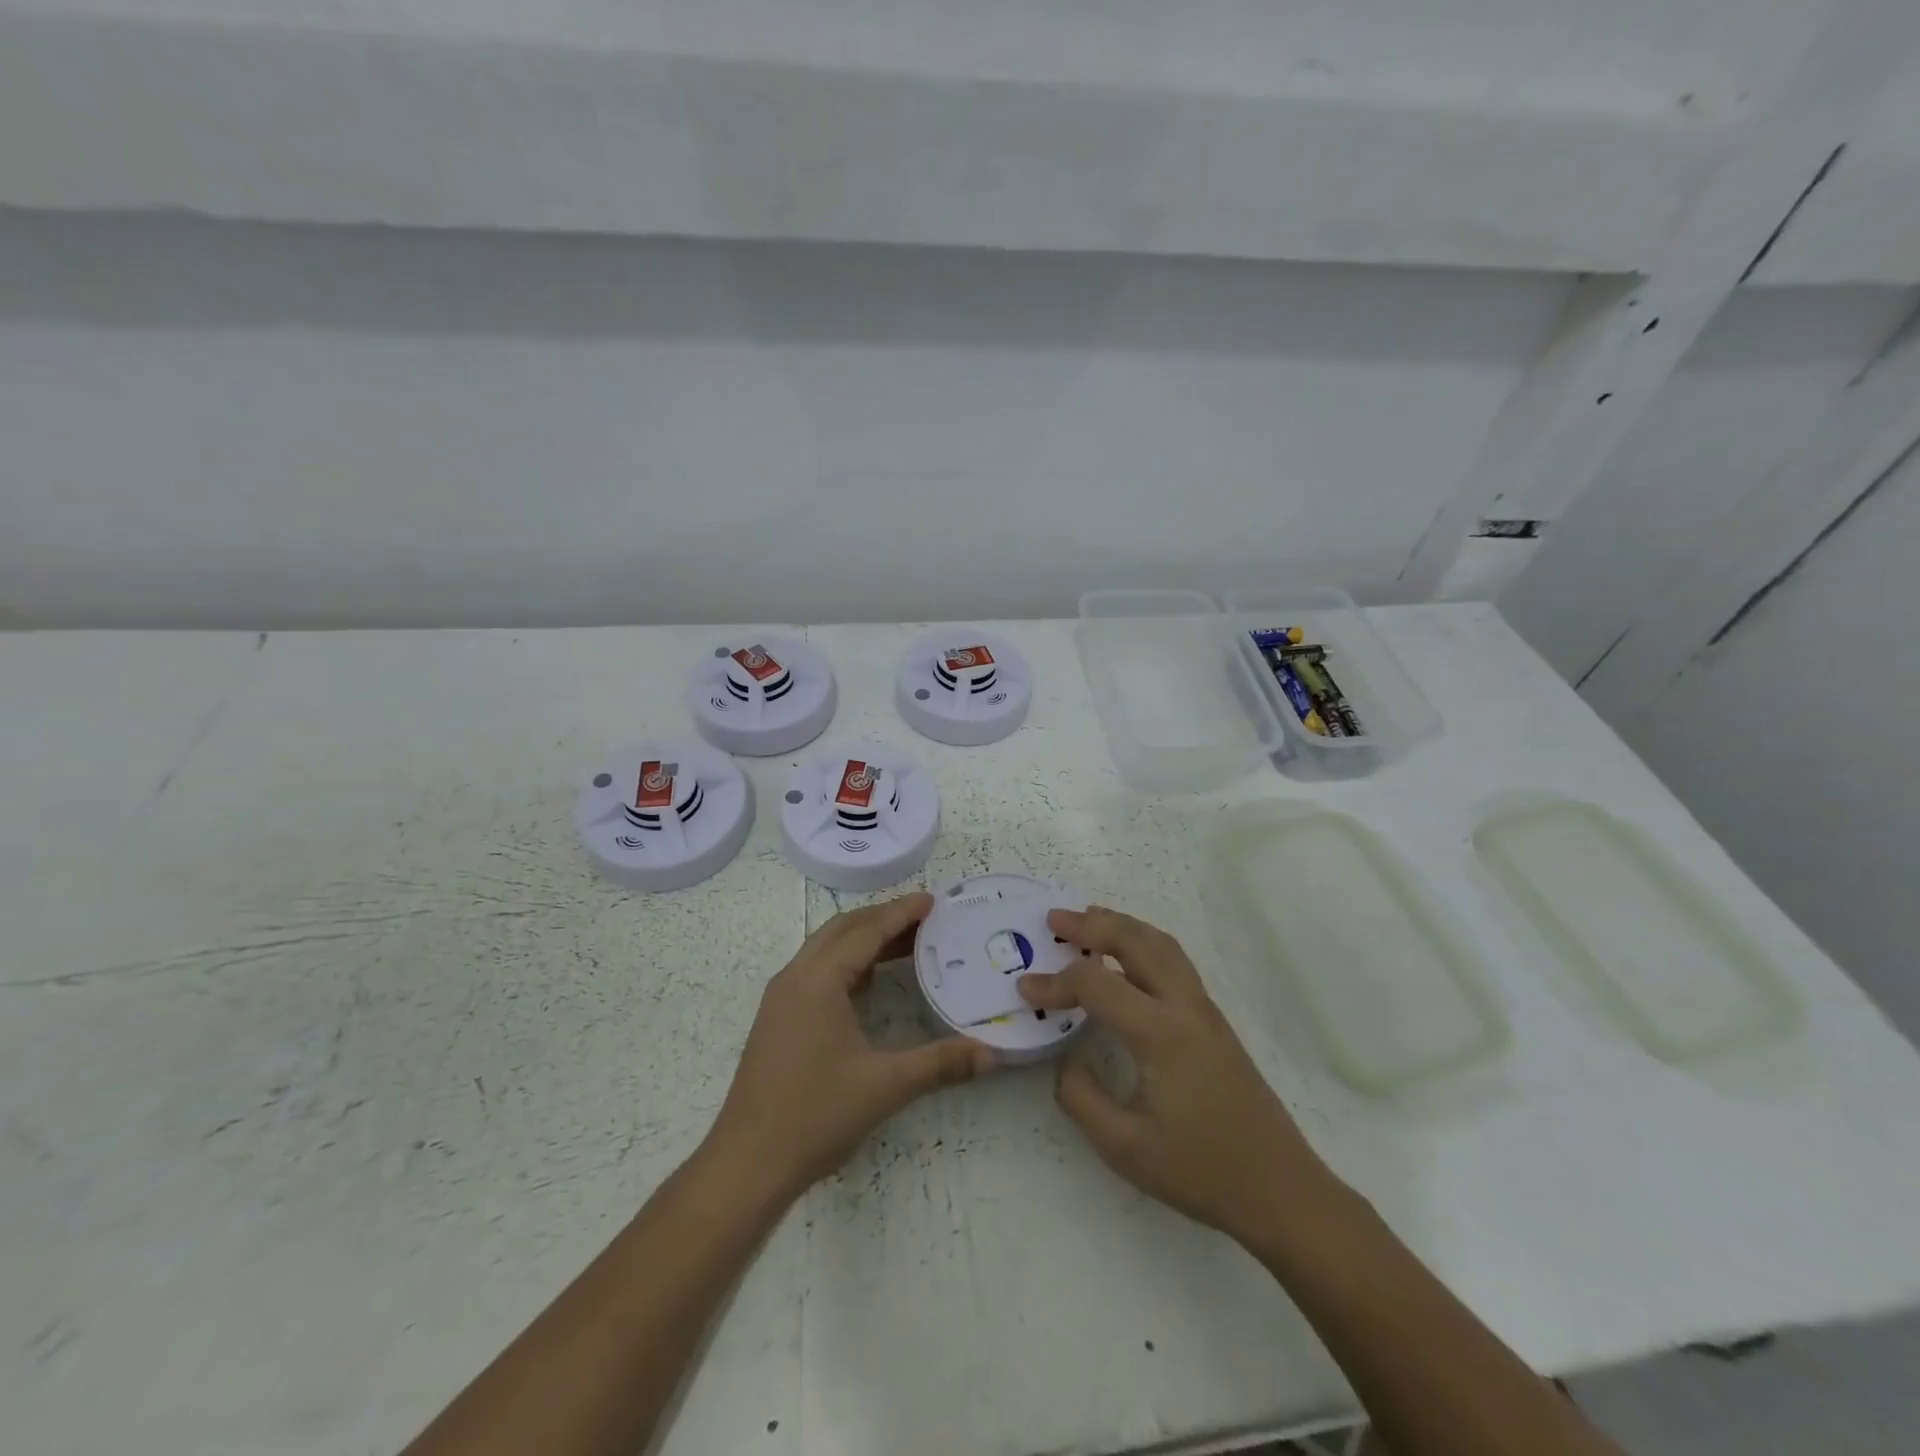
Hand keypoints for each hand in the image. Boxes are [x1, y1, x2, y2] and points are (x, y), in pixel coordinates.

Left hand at [706, 892, 991, 1200]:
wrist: (747, 1163)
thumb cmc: (815, 1115)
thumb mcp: (885, 1086)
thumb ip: (941, 1064)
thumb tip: (992, 1054)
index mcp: (819, 980)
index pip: (866, 930)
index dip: (901, 912)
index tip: (933, 900)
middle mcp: (796, 977)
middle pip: (843, 929)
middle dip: (883, 918)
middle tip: (925, 919)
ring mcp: (781, 998)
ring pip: (826, 948)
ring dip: (864, 939)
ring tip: (906, 943)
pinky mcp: (777, 1019)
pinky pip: (816, 970)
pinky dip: (847, 961)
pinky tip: (870, 981)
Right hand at [1018, 907, 1330, 1245]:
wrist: (1280, 1189)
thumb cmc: (1200, 1171)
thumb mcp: (1124, 1147)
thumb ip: (1080, 1097)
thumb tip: (1066, 1059)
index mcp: (1160, 1033)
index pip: (1096, 985)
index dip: (1055, 981)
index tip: (1024, 989)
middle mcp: (1184, 1006)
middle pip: (1135, 940)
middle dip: (1091, 924)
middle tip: (1054, 919)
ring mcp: (1204, 1009)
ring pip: (1161, 944)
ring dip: (1121, 925)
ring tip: (1088, 921)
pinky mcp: (1214, 1020)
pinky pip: (1174, 960)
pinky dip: (1142, 942)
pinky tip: (1126, 958)